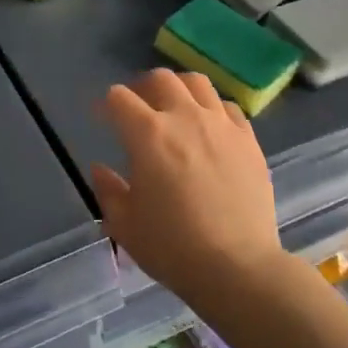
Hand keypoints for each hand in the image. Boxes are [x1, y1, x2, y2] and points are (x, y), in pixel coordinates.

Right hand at [91, 70, 283, 305]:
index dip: (106, 105)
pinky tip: (210, 128)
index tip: (103, 119)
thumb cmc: (173, 248)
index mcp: (147, 134)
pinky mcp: (248, 140)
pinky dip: (213, 110)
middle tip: (139, 109)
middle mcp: (184, 117)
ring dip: (180, 89)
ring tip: (176, 108)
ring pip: (197, 83)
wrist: (238, 268)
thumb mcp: (125, 225)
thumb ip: (108, 190)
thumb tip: (100, 169)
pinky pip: (228, 107)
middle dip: (143, 88)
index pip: (119, 98)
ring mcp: (220, 125)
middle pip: (160, 79)